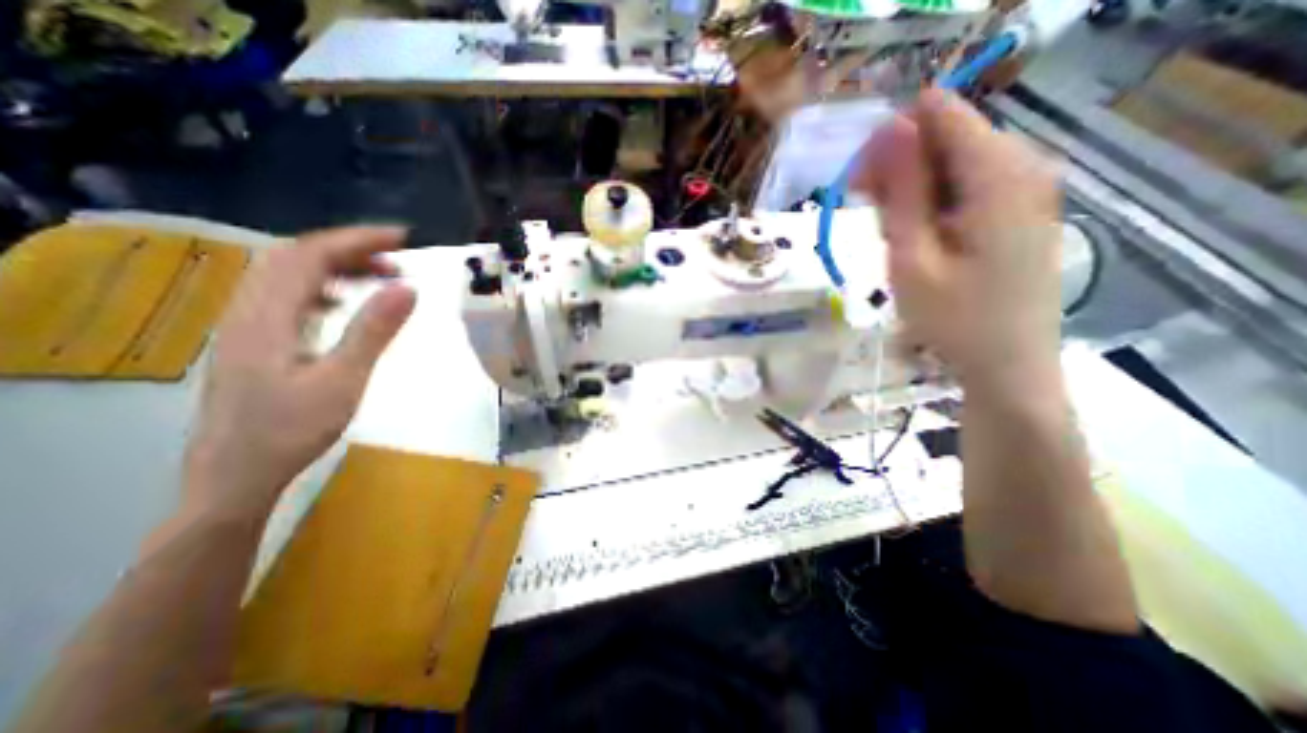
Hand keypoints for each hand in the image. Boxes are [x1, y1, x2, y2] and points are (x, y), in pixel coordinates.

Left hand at [183, 226, 414, 518]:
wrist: (236, 475)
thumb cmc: (291, 430)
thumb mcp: (343, 379)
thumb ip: (374, 330)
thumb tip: (408, 288)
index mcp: (267, 316)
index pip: (308, 255)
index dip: (356, 240)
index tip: (402, 239)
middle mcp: (249, 310)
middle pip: (293, 257)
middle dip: (348, 248)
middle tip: (397, 258)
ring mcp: (248, 325)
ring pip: (289, 274)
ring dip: (336, 266)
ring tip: (380, 276)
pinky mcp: (256, 340)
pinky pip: (289, 296)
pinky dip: (324, 287)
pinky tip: (347, 302)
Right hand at [855, 90, 1065, 391]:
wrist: (1008, 364)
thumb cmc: (953, 319)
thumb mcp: (912, 257)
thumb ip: (901, 191)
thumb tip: (885, 129)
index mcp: (998, 174)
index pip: (939, 113)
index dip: (891, 141)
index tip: (862, 185)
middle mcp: (1023, 165)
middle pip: (946, 136)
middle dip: (899, 168)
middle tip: (870, 216)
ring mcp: (1027, 186)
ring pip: (952, 162)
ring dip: (912, 191)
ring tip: (895, 238)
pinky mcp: (1020, 207)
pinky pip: (966, 185)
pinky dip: (933, 204)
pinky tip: (920, 239)